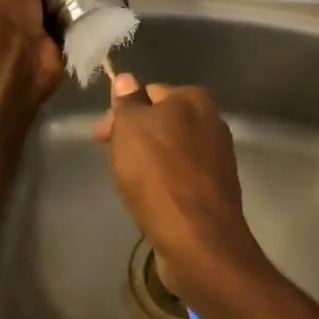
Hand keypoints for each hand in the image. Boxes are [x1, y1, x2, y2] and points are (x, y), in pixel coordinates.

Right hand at [94, 72, 264, 300]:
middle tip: (114, 163)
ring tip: (131, 185)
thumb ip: (127, 102)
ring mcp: (217, 157)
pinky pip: (181, 177)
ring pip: (170, 150)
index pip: (148, 92)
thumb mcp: (131, 128)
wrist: (198, 238)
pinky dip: (164, 183)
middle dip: (134, 138)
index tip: (101, 138)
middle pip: (160, 122)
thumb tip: (126, 79)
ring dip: (148, 162)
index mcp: (194, 99)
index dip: (121, 113)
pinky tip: (152, 200)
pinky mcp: (216, 189)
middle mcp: (212, 121)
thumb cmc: (159, 175)